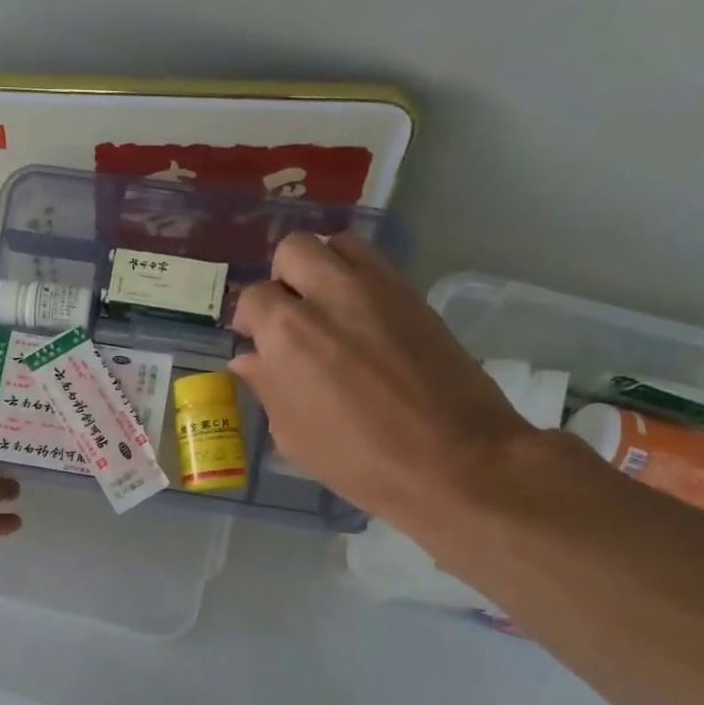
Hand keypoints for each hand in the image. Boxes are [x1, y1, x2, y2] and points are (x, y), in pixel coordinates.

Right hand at [229, 232, 535, 535]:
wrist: (454, 459)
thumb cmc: (360, 460)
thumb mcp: (294, 436)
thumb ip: (267, 387)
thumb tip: (249, 359)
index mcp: (288, 333)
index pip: (253, 298)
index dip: (250, 320)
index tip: (255, 342)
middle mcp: (329, 294)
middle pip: (294, 249)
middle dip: (283, 278)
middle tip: (289, 315)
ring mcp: (377, 288)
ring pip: (338, 244)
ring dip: (323, 266)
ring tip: (325, 306)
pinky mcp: (414, 294)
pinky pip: (375, 263)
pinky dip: (358, 276)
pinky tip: (360, 318)